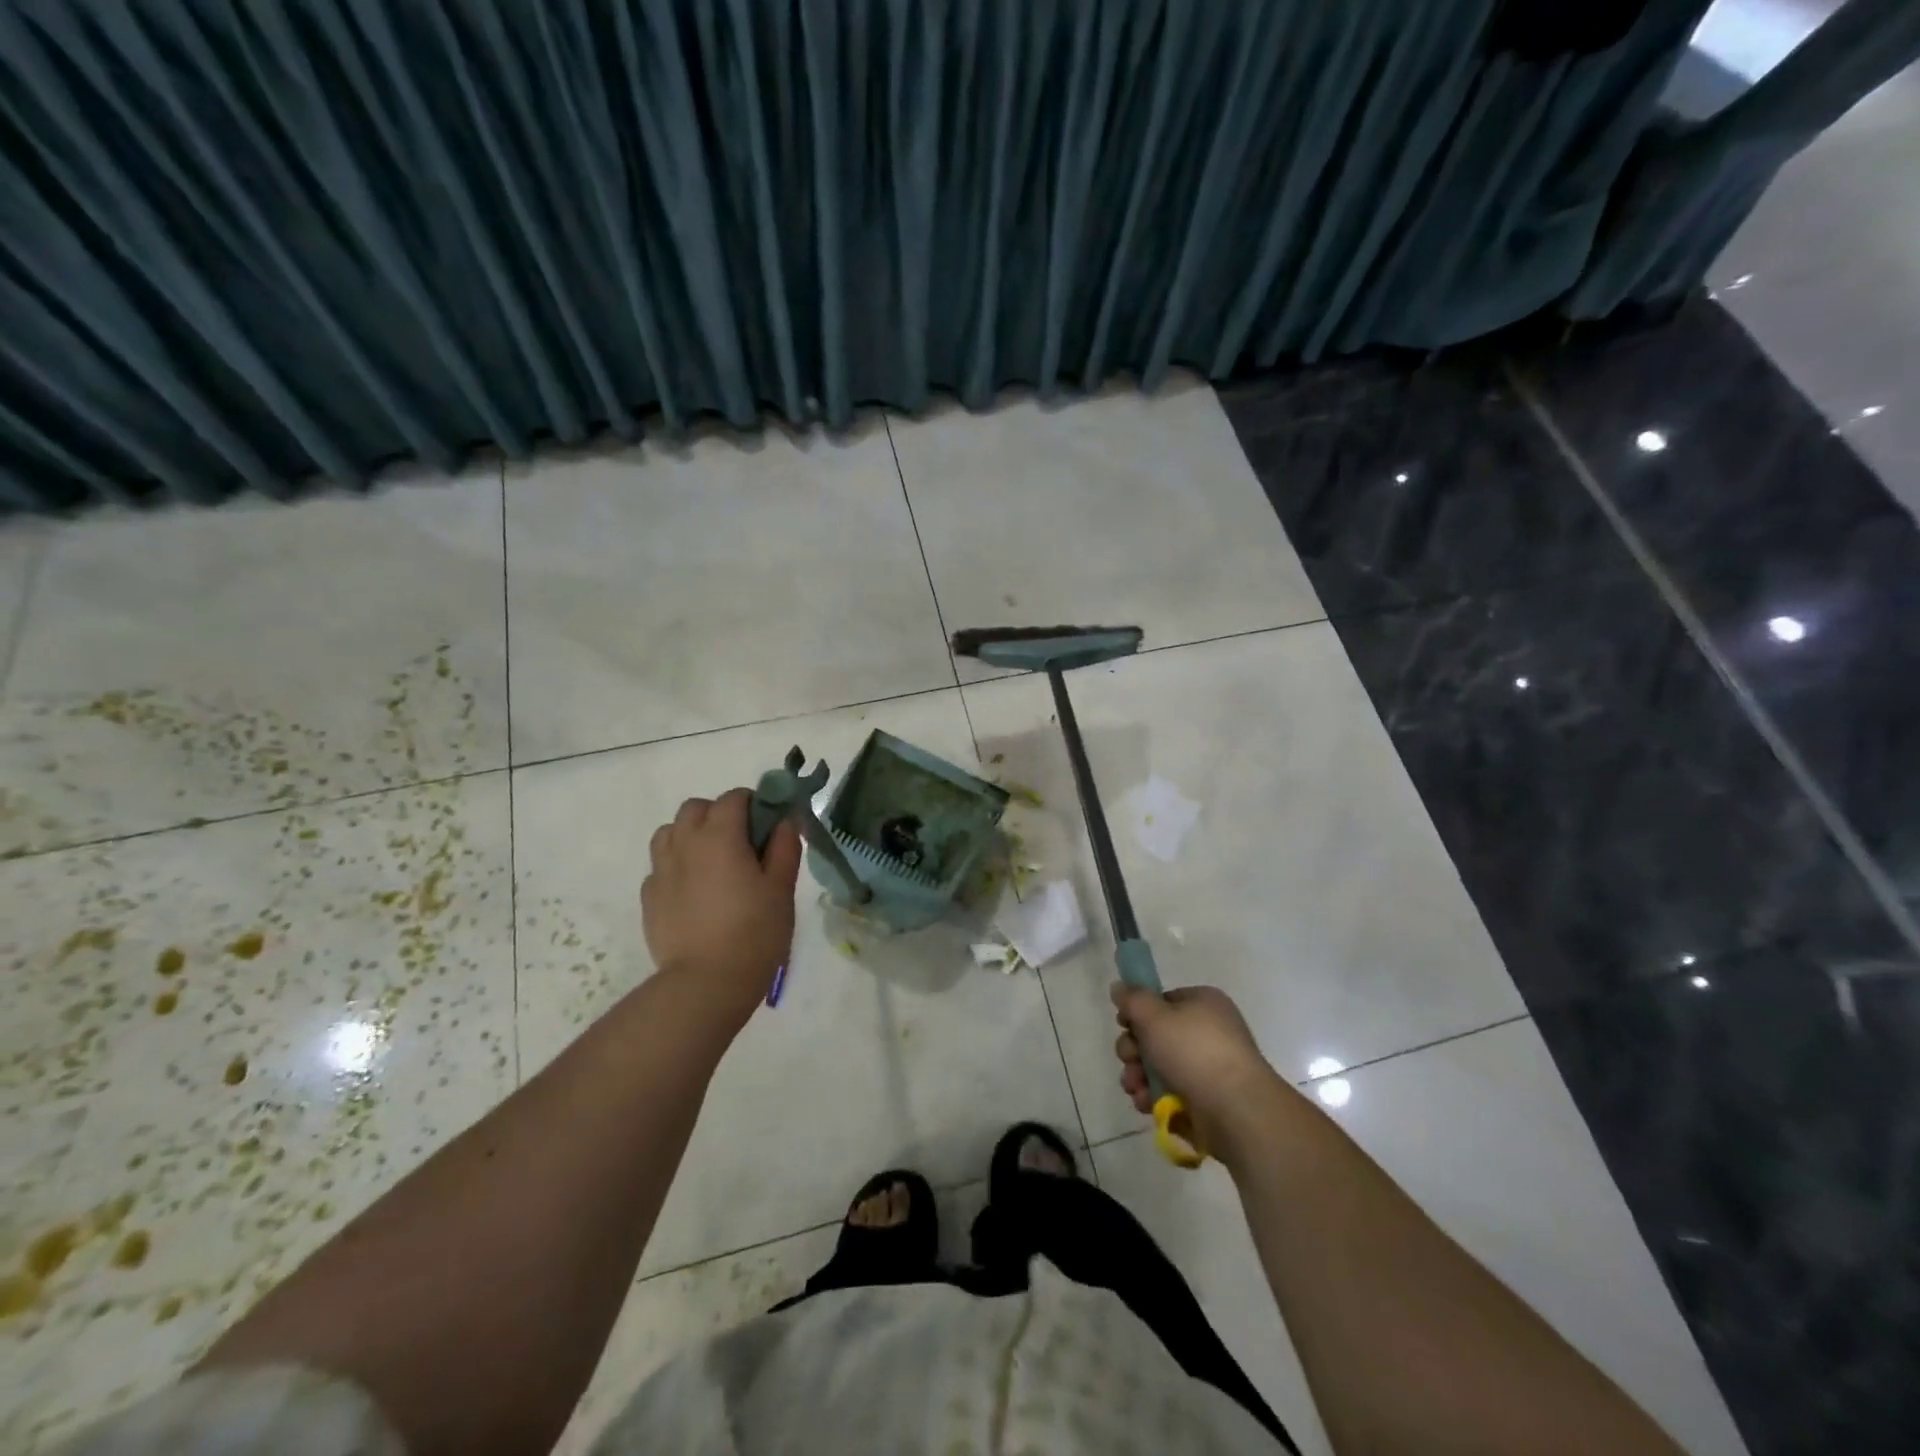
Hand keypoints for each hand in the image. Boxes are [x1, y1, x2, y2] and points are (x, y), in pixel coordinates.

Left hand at [641, 788, 802, 1030]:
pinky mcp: (649, 896)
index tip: (769, 827)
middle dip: (719, 814)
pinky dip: (677, 866)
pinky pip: (661, 865)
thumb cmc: (754, 931)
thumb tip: (784, 820)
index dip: (755, 804)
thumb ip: (784, 847)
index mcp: (719, 835)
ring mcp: (661, 870)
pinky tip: (695, 892)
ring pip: (670, 832)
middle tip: (742, 844)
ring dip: (691, 835)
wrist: (706, 983)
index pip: (735, 798)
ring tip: (712, 863)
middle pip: (696, 808)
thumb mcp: (781, 888)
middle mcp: (684, 843)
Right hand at [1112, 983, 1274, 1154]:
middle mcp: (1207, 1032)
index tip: (1123, 1025)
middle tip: (1129, 1060)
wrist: (1237, 1111)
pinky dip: (1155, 1097)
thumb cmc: (1194, 1052)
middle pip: (1156, 1035)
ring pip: (1159, 1067)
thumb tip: (1119, 988)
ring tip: (1136, 1088)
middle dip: (1133, 1050)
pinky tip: (1147, 1104)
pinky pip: (1171, 1093)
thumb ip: (1132, 999)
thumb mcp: (1154, 1016)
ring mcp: (1208, 1068)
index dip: (1138, 1012)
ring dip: (1139, 1076)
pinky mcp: (1206, 1100)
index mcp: (1202, 1004)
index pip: (1161, 1001)